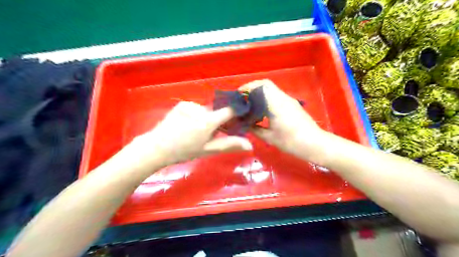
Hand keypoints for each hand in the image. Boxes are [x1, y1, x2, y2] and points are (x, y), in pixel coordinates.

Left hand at [129, 102, 252, 166]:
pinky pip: (197, 108)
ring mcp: (190, 105)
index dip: (236, 114)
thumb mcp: (208, 150)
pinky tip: (188, 125)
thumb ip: (229, 145)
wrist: (157, 147)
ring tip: (197, 131)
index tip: (239, 120)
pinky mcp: (182, 104)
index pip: (230, 110)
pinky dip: (197, 115)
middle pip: (217, 112)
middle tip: (212, 135)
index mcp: (207, 121)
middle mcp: (200, 109)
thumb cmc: (184, 151)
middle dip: (219, 122)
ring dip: (207, 119)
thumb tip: (250, 145)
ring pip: (207, 111)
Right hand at [240, 79, 325, 161]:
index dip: (249, 86)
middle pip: (266, 84)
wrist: (314, 144)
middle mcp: (283, 98)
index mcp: (276, 104)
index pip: (262, 86)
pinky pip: (277, 96)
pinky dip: (267, 98)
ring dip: (260, 93)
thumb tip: (246, 125)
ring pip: (272, 90)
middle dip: (253, 88)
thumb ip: (255, 129)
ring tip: (250, 104)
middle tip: (243, 98)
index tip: (239, 93)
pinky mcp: (293, 105)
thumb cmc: (291, 141)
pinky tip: (262, 110)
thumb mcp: (270, 137)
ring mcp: (289, 101)